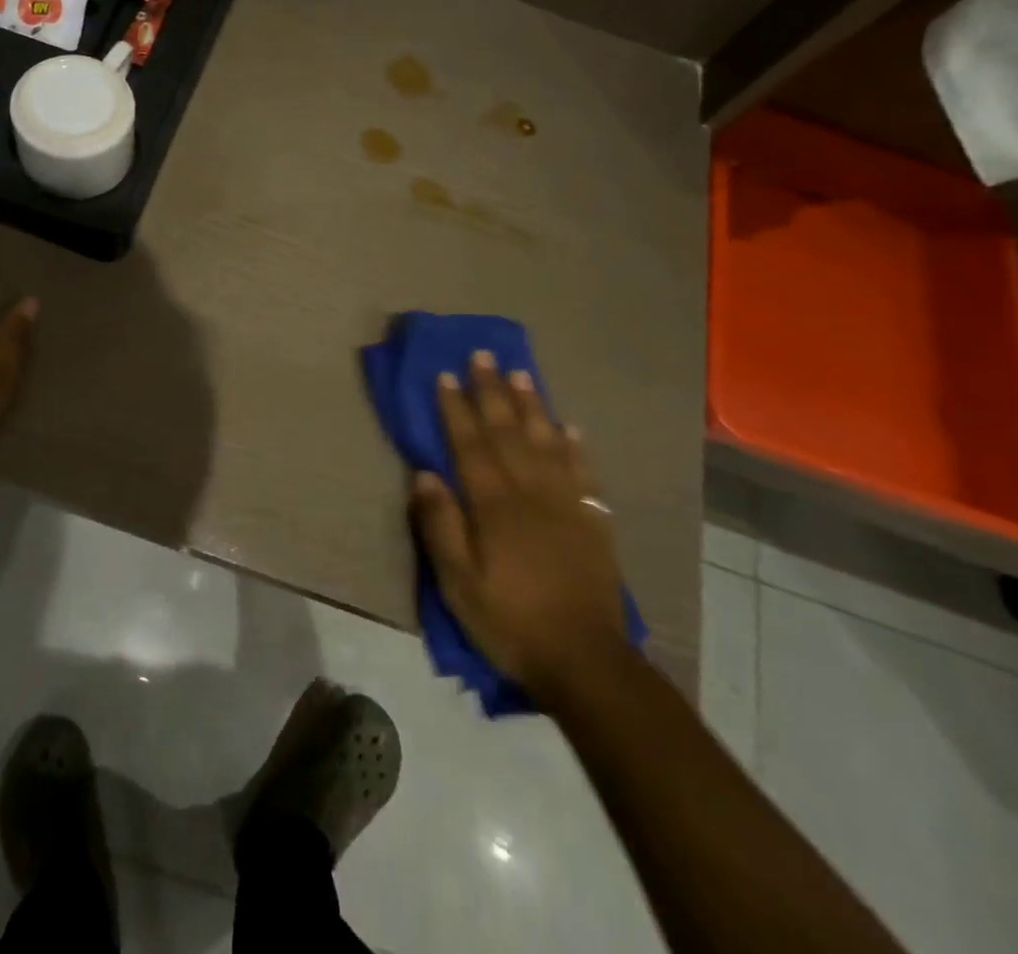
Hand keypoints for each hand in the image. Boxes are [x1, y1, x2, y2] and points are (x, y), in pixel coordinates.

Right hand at [409, 353, 627, 707]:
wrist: (585, 661)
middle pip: (508, 431)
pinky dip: (576, 446)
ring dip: (532, 405)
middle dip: (492, 391)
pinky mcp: (592, 520)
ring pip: (547, 441)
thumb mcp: (458, 584)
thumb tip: (425, 474)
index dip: (455, 408)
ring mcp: (566, 503)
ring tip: (521, 374)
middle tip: (483, 355)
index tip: (445, 375)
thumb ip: (440, 526)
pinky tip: (571, 427)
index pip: (470, 444)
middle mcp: (530, 492)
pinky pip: (583, 472)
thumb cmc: (510, 621)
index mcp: (494, 505)